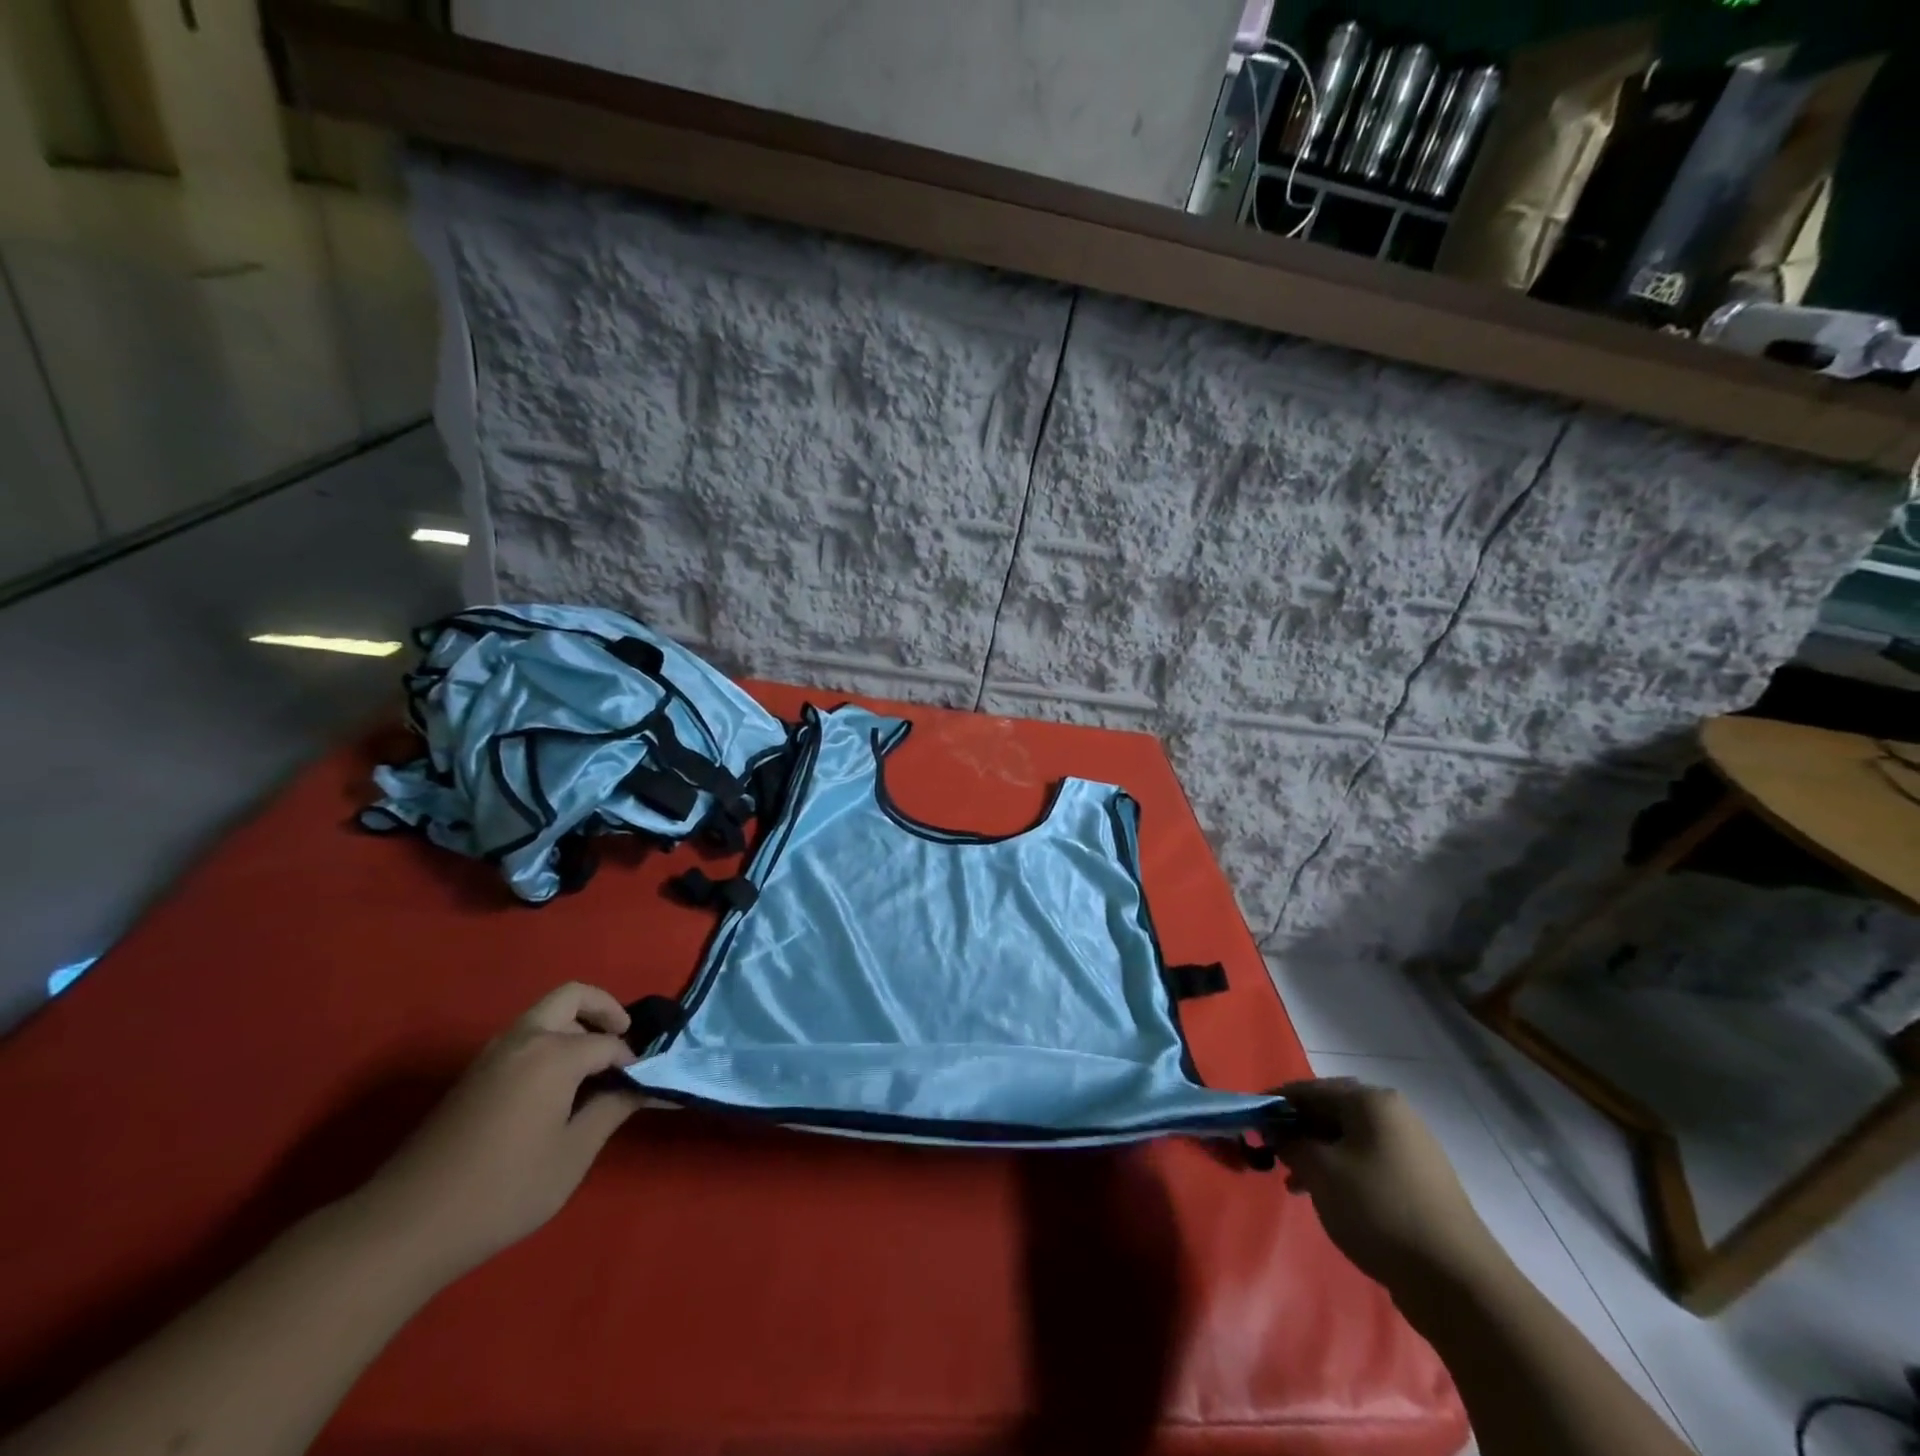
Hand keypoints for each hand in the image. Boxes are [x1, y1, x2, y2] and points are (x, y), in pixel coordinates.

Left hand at [355, 983, 644, 1281]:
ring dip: (575, 1024)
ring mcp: (492, 1054)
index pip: (609, 1044)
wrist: (405, 1227)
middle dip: (605, 1010)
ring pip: (544, 1013)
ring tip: (595, 1066)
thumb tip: (650, 1086)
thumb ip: (613, 1110)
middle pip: (572, 996)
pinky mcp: (473, 1075)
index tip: (649, 1084)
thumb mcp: (572, 1155)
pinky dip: (551, 1041)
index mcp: (553, 1054)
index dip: (634, 1062)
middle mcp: (523, 1040)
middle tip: (624, 1043)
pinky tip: (558, 1086)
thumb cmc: (503, 1190)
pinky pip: (524, 1036)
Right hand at [1274, 1078, 1500, 1292]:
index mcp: (1371, 1101)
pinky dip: (1341, 1171)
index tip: (1248, 1123)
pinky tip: (1326, 1197)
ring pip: (1347, 1139)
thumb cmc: (1378, 1210)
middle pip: (1329, 1111)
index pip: (1308, 1089)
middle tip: (1270, 1153)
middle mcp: (1393, 1113)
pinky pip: (1367, 1161)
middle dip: (1296, 1130)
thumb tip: (1275, 1132)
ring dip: (1316, 1154)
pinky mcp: (1420, 1180)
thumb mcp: (1320, 1171)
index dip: (1274, 1104)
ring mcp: (1411, 1147)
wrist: (1457, 1281)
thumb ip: (1290, 1142)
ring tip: (1293, 1182)